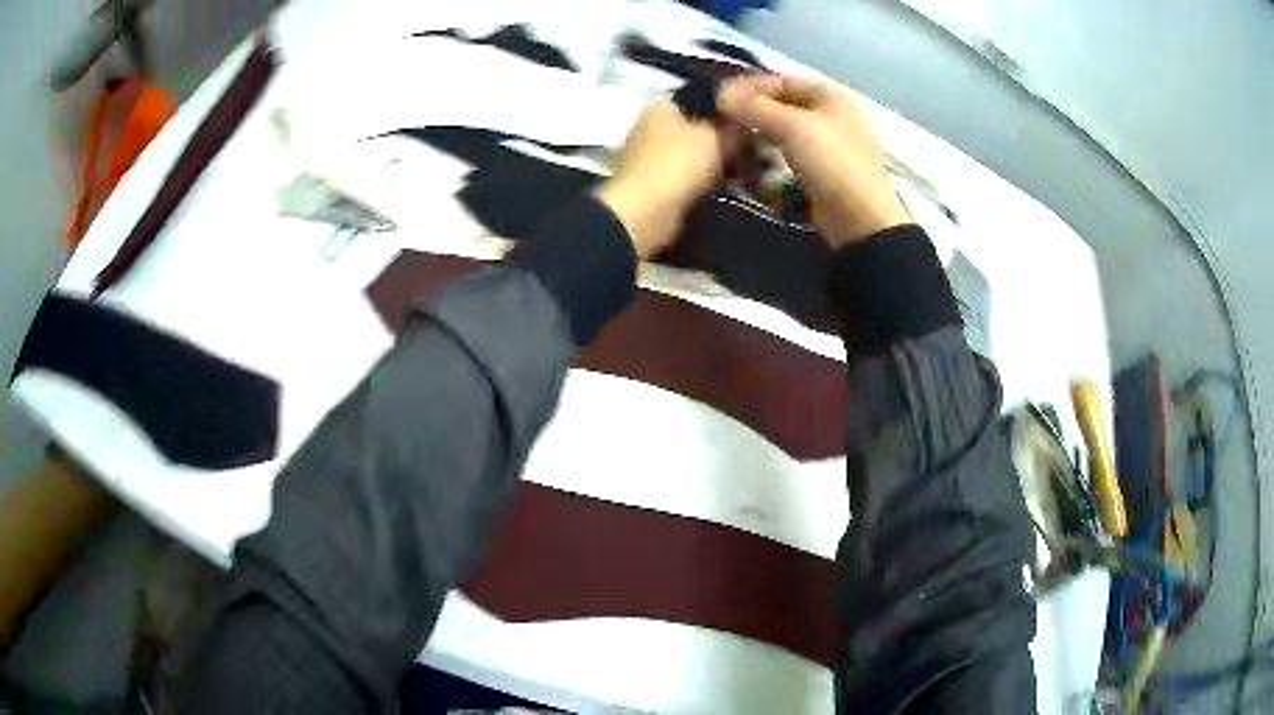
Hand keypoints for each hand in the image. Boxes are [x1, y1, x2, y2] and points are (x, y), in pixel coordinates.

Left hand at [596, 101, 737, 258]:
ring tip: (740, 175)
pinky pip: (681, 178)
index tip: (749, 126)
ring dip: (711, 164)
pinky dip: (698, 183)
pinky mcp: (646, 184)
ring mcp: (644, 156)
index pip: (700, 101)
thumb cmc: (679, 163)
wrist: (644, 213)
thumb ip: (733, 127)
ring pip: (689, 155)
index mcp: (661, 106)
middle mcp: (648, 126)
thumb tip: (743, 122)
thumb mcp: (717, 138)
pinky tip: (719, 190)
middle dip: (720, 141)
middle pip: (694, 129)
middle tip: (749, 155)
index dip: (727, 112)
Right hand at [718, 74, 909, 247]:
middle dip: (753, 113)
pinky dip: (770, 157)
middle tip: (722, 121)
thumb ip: (754, 107)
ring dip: (759, 136)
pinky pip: (790, 156)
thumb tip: (720, 92)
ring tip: (732, 143)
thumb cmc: (832, 163)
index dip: (751, 86)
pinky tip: (750, 164)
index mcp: (832, 96)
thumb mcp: (792, 127)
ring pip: (785, 132)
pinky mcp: (823, 172)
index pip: (783, 80)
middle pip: (784, 106)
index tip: (720, 97)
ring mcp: (829, 145)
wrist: (861, 221)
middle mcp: (832, 115)